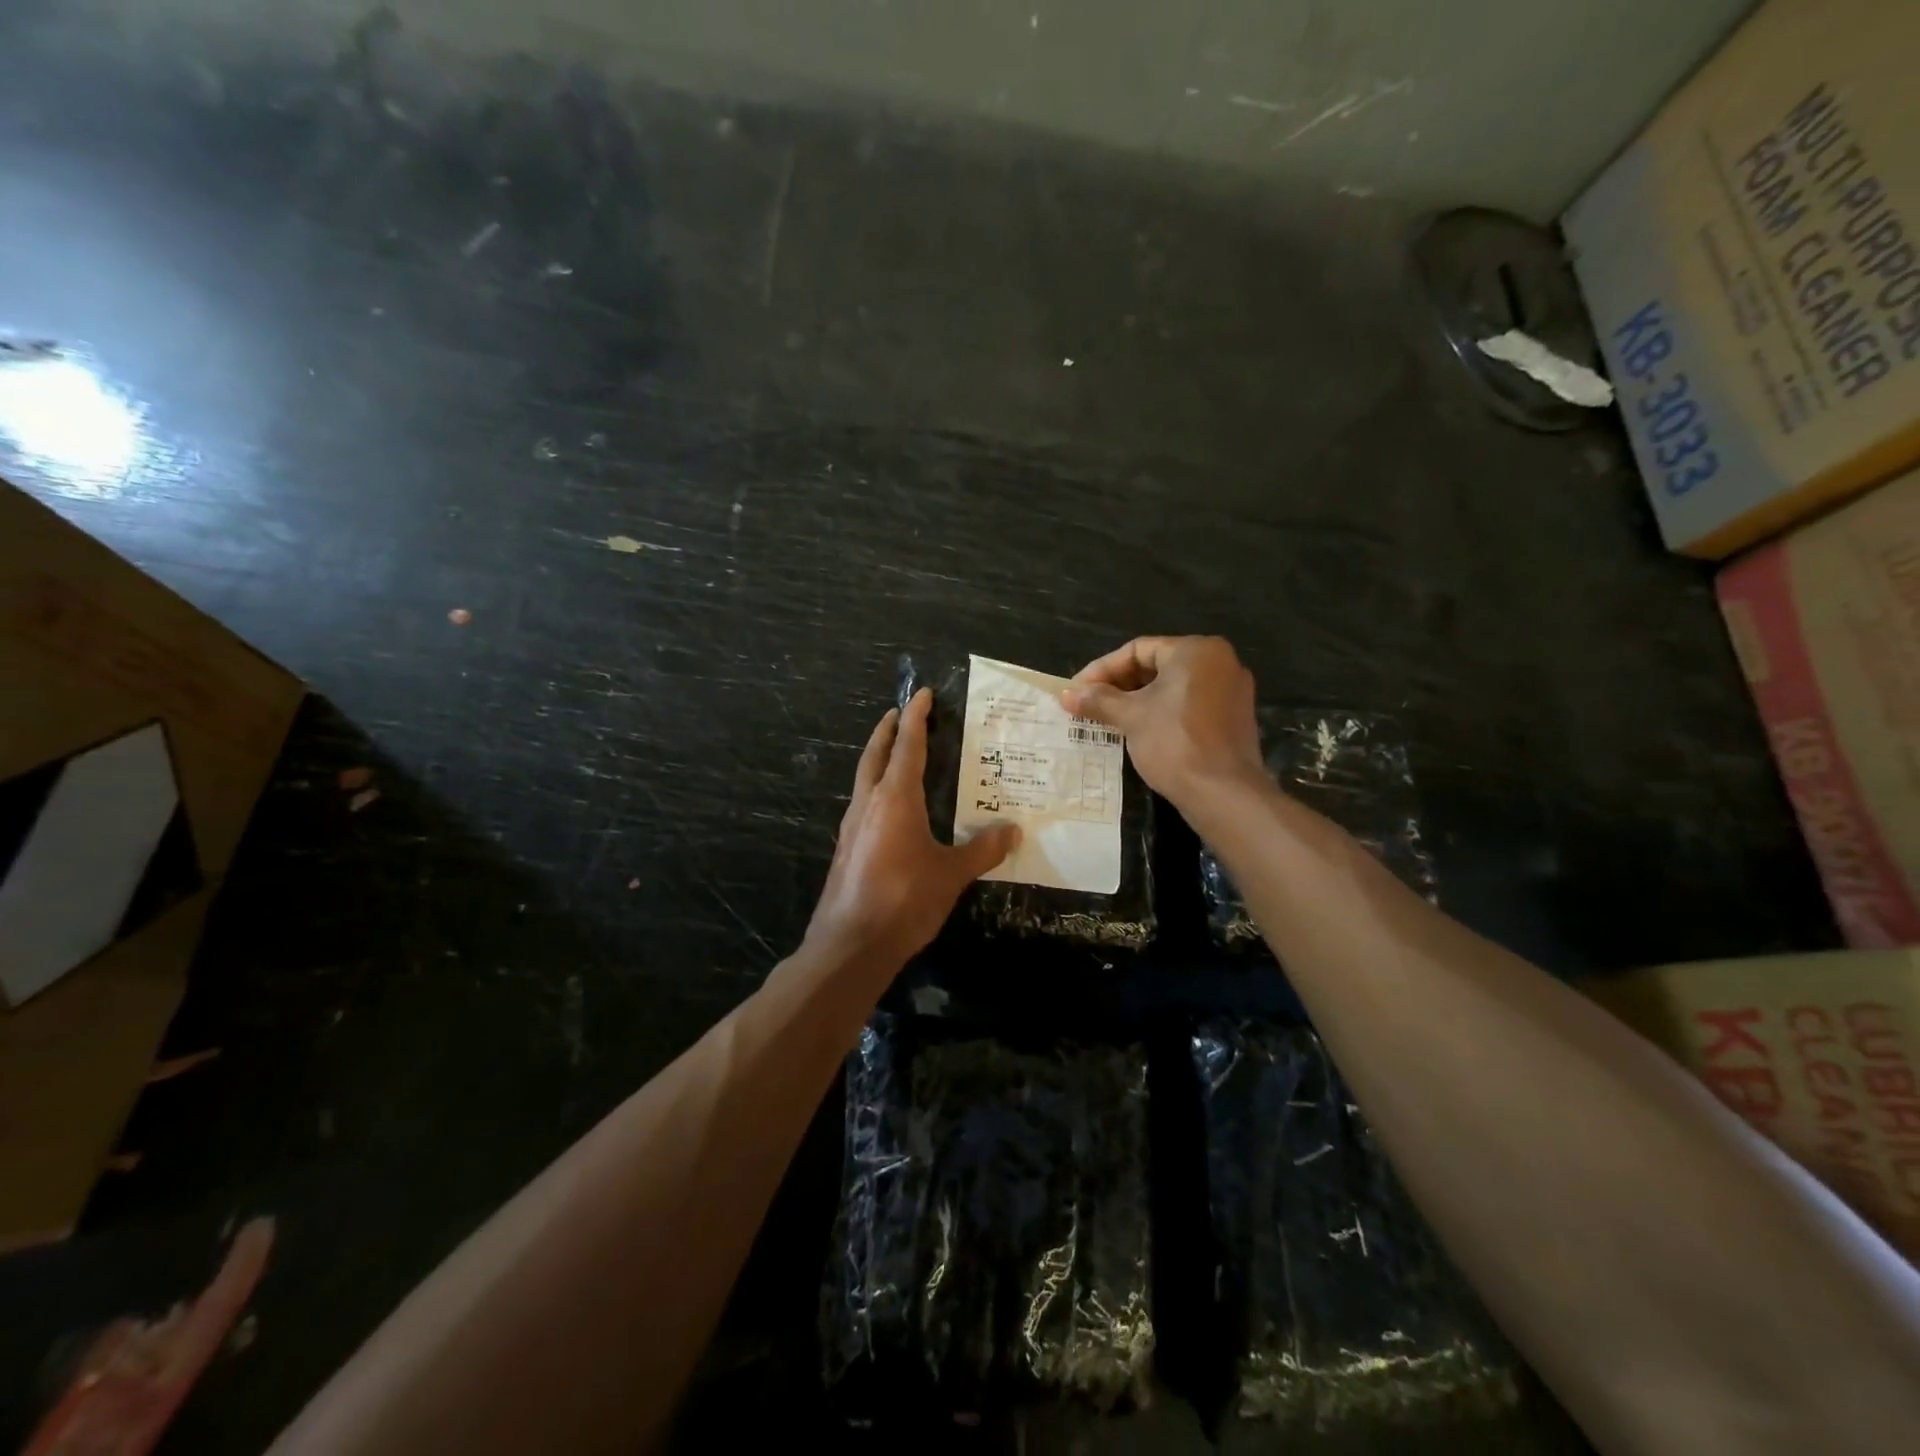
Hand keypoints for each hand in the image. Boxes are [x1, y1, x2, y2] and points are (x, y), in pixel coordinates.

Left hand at [806, 689, 1019, 967]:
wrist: (850, 945)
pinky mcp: (846, 849)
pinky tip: (890, 808)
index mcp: (895, 799)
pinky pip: (862, 804)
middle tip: (900, 713)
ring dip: (879, 759)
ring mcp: (852, 826)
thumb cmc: (904, 900)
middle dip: (888, 731)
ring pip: (864, 778)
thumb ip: (982, 850)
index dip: (917, 718)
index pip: (908, 746)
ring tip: (897, 754)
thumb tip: (1013, 830)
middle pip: (875, 754)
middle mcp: (868, 803)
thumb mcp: (951, 874)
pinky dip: (876, 789)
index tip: (923, 694)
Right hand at [1060, 636, 1265, 808]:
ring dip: (1137, 700)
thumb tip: (1065, 693)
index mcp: (1195, 651)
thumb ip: (1098, 700)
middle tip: (1088, 704)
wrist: (1223, 793)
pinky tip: (1137, 731)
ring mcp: (1231, 690)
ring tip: (1106, 719)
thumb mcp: (1130, 717)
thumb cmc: (1174, 743)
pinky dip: (1161, 712)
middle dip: (1118, 685)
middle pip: (1156, 665)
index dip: (1101, 670)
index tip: (1076, 690)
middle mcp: (1219, 661)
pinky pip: (1189, 704)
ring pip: (1172, 687)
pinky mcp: (1233, 718)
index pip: (1137, 650)